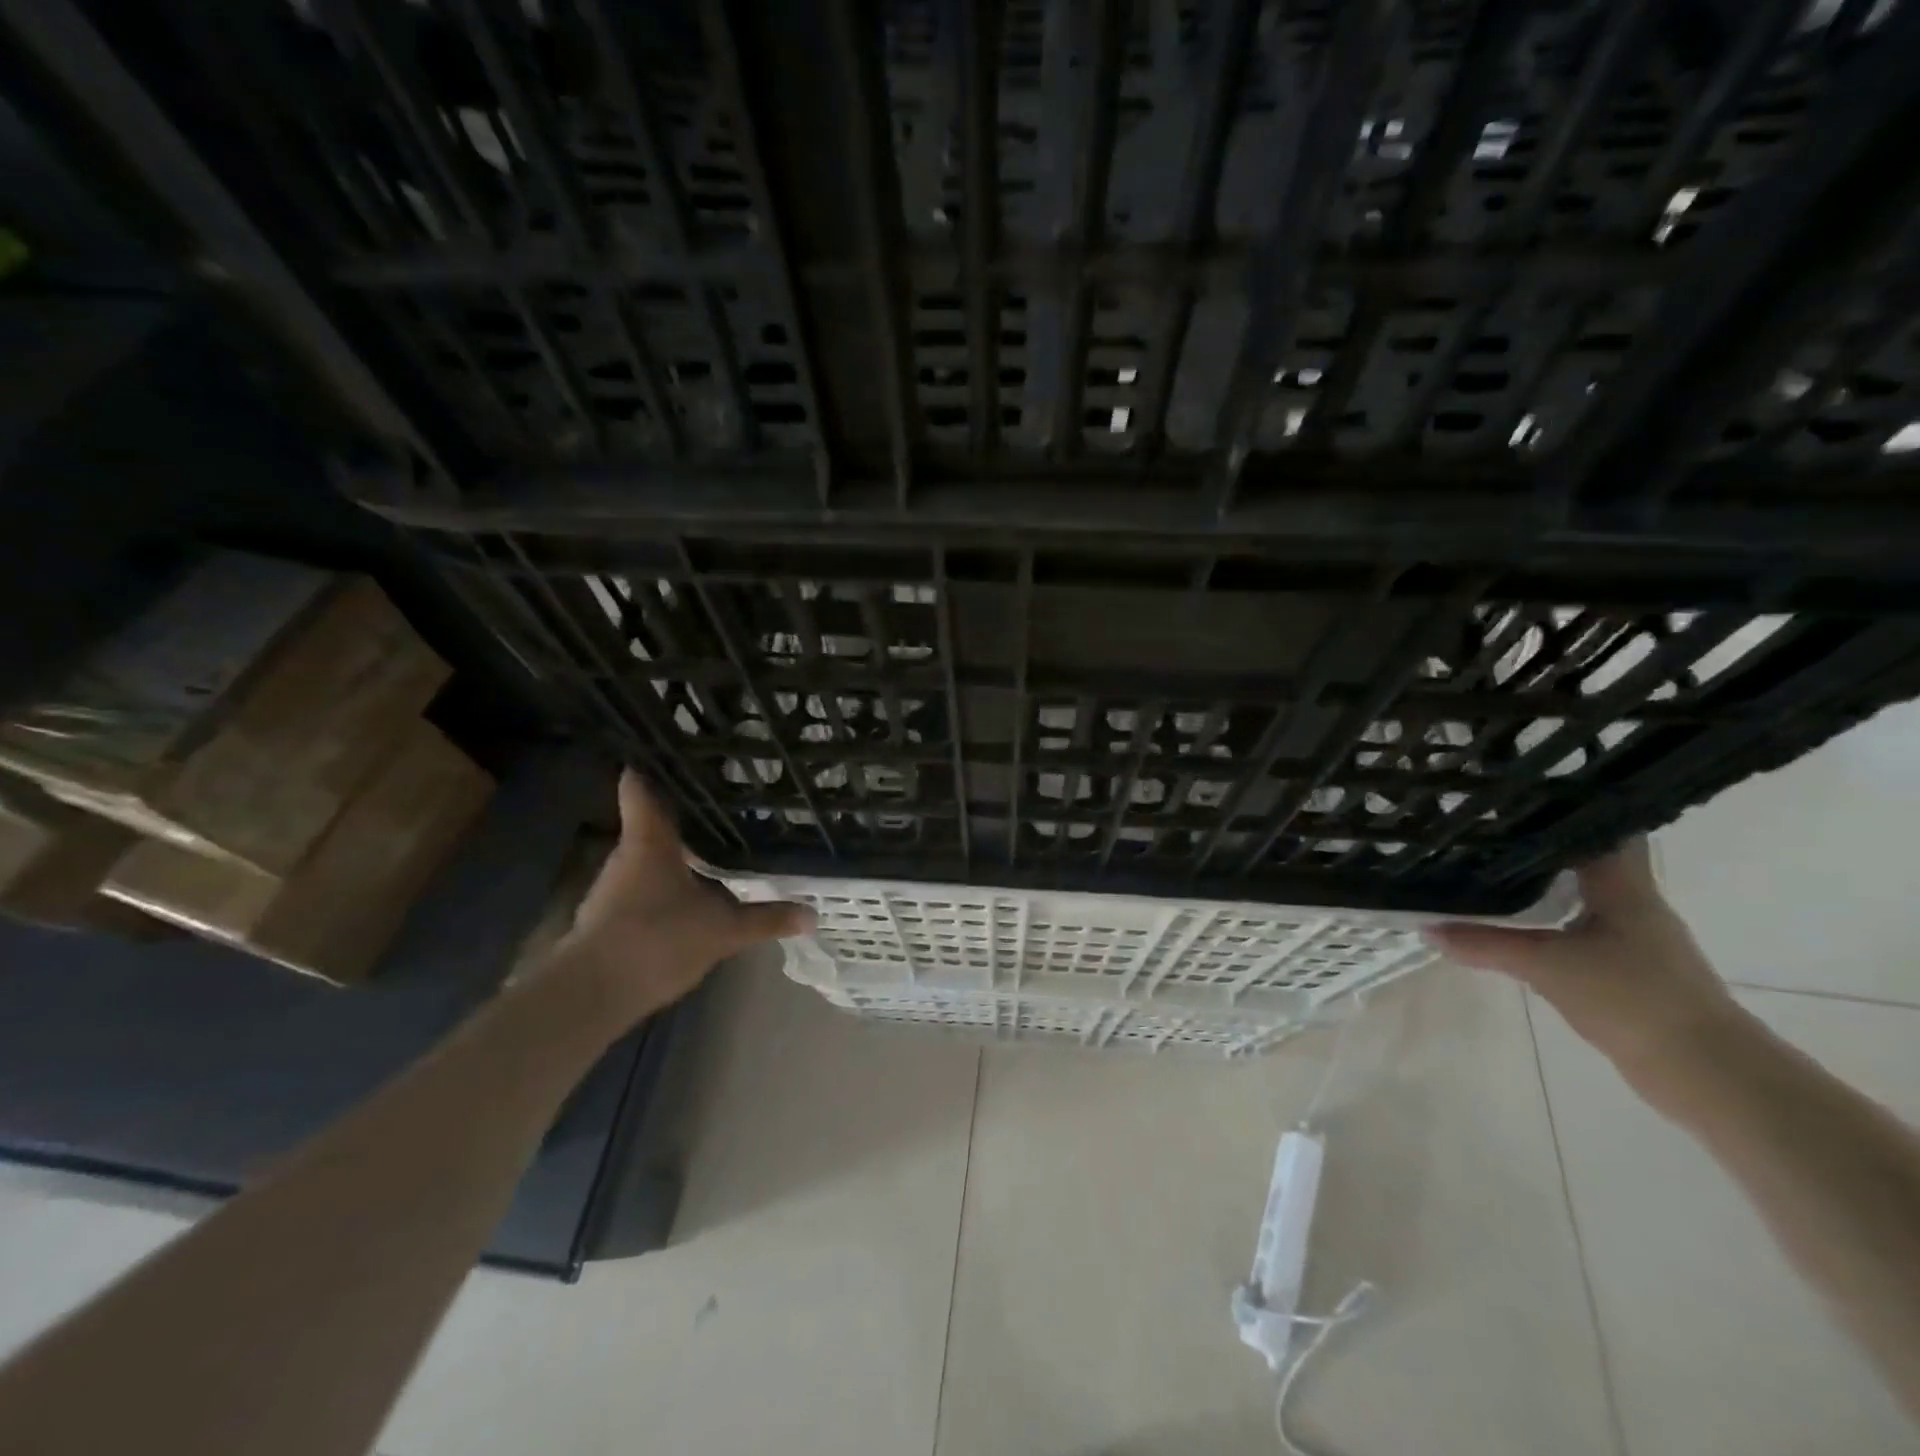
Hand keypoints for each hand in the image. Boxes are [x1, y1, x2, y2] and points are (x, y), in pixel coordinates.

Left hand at [548, 770, 813, 1026]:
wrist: (591, 994)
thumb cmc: (655, 940)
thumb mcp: (723, 931)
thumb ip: (766, 919)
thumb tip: (813, 914)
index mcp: (649, 839)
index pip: (641, 783)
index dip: (656, 760)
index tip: (680, 745)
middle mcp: (629, 852)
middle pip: (654, 816)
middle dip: (687, 807)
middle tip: (728, 795)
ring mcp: (617, 883)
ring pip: (652, 850)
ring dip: (680, 844)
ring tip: (720, 834)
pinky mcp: (613, 912)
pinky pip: (648, 880)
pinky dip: (671, 876)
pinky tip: (697, 884)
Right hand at [1427, 838, 1742, 1077]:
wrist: (1705, 1072)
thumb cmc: (1632, 999)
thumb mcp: (1546, 966)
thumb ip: (1485, 944)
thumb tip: (1425, 927)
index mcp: (1623, 887)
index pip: (1599, 828)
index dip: (1562, 808)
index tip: (1515, 795)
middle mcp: (1632, 903)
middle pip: (1583, 858)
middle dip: (1537, 843)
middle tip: (1483, 828)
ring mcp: (1633, 938)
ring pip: (1578, 894)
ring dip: (1540, 883)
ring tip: (1485, 868)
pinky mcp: (1626, 969)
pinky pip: (1576, 927)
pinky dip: (1545, 920)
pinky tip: (1512, 923)